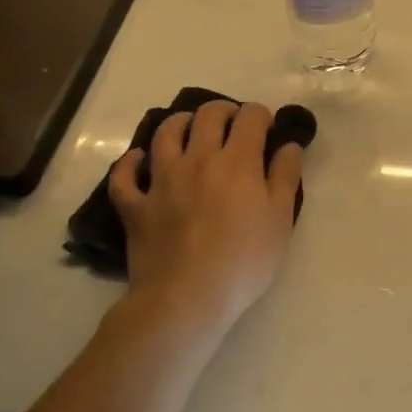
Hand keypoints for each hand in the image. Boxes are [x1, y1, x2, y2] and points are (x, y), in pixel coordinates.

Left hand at [107, 99, 305, 338]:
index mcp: (237, 161)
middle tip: (234, 127)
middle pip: (207, 115)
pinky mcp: (136, 206)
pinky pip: (124, 176)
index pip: (250, 116)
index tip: (268, 131)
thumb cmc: (244, 260)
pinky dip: (130, 163)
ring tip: (190, 131)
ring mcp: (162, 181)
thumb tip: (287, 145)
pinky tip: (139, 160)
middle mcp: (198, 159)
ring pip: (165, 133)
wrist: (186, 300)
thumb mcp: (281, 218)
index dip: (262, 116)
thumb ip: (286, 176)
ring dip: (180, 123)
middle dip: (224, 111)